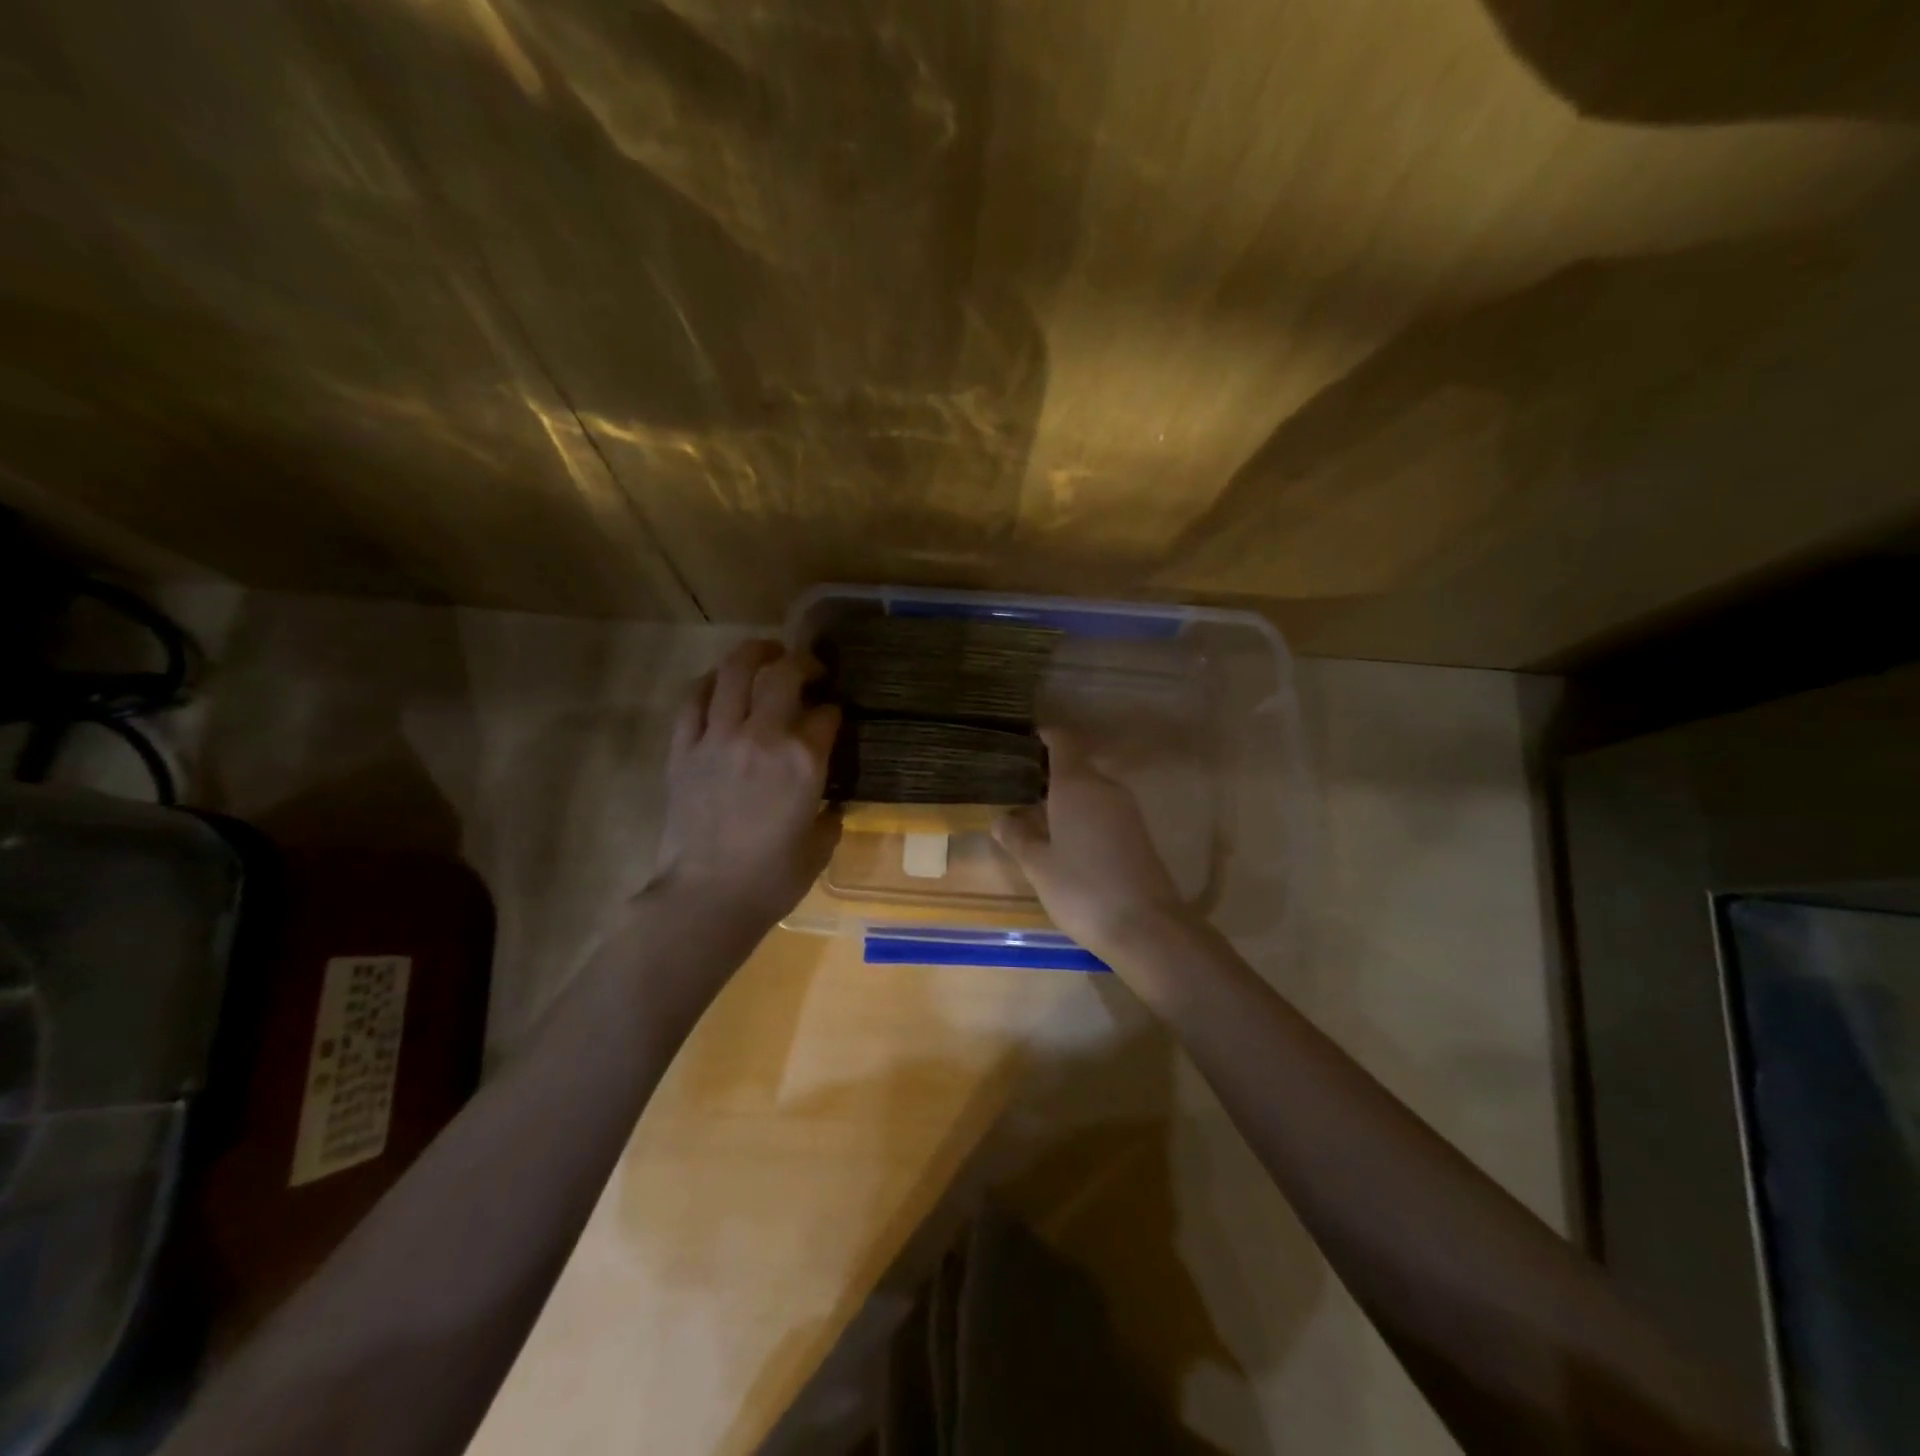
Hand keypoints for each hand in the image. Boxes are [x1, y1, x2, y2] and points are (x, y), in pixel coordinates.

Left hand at [651, 640, 840, 925]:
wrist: (706, 898)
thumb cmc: (772, 879)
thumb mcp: (820, 845)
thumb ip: (829, 813)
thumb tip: (828, 800)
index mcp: (803, 760)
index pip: (826, 714)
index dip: (834, 710)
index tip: (834, 717)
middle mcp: (762, 736)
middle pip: (782, 674)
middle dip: (802, 663)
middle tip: (810, 669)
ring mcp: (717, 738)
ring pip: (733, 673)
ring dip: (754, 653)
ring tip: (766, 653)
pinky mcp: (683, 750)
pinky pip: (693, 700)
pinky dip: (709, 683)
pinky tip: (719, 682)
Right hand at [992, 728, 1192, 966]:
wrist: (1145, 926)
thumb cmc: (1082, 888)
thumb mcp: (1038, 865)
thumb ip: (1018, 837)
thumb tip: (1002, 819)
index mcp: (1077, 784)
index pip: (1063, 742)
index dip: (1045, 738)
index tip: (1023, 743)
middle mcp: (1104, 787)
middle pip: (1077, 765)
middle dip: (1049, 771)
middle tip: (1019, 786)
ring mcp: (1126, 810)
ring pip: (1091, 789)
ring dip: (1066, 795)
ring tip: (1036, 813)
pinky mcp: (1137, 832)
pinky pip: (1103, 809)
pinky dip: (1083, 813)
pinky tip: (1065, 837)